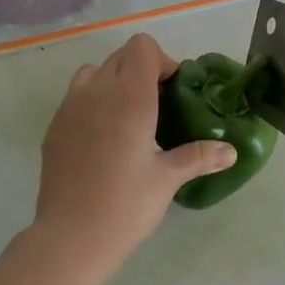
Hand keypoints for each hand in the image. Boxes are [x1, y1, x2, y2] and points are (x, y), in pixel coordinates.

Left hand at [34, 34, 235, 267]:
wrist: (71, 237)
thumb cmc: (126, 204)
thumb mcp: (168, 179)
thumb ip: (199, 156)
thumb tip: (231, 151)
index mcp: (128, 96)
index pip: (142, 47)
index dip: (162, 62)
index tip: (172, 93)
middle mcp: (96, 91)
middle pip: (120, 57)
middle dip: (141, 72)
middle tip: (158, 108)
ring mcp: (69, 108)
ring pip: (93, 73)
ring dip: (113, 84)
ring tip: (128, 120)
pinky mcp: (54, 127)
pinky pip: (76, 98)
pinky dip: (93, 104)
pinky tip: (104, 142)